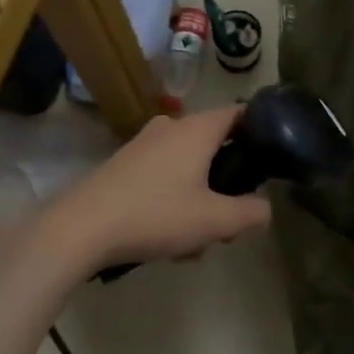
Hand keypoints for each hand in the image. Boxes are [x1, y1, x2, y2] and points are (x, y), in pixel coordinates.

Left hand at [45, 106, 271, 272]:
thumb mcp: (214, 220)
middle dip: (228, 179)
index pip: (240, 113)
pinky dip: (174, 198)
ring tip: (196, 240)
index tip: (273, 156)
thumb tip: (266, 207)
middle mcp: (171, 126)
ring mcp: (144, 143)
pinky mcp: (124, 163)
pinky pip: (164, 174)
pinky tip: (168, 237)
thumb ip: (250, 213)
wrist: (81, 228)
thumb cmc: (155, 214)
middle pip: (214, 143)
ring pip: (188, 164)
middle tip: (232, 215)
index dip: (261, 130)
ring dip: (200, 196)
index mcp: (197, 129)